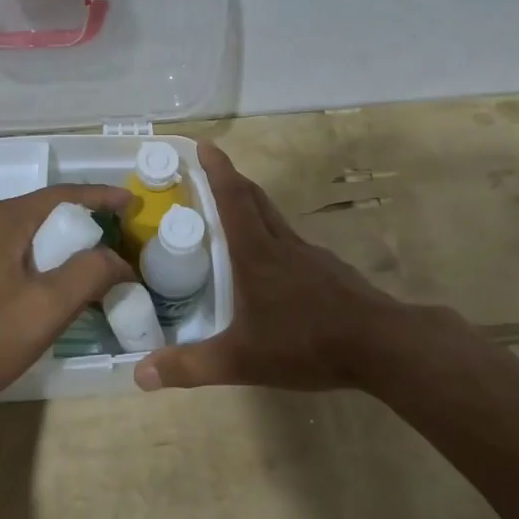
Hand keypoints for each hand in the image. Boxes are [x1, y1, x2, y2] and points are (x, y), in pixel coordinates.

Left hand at [0, 185, 134, 418]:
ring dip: (54, 244)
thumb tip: (118, 260)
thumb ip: (91, 272)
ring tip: (82, 263)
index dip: (101, 196)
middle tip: (112, 238)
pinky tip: (41, 286)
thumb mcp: (50, 305)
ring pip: (19, 235)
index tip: (130, 204)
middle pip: (40, 212)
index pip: (62, 194)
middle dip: (79, 222)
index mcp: (1, 220)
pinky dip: (30, 260)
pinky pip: (1, 255)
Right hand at [133, 142, 424, 394]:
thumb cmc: (306, 343)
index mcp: (257, 254)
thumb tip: (138, 374)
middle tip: (211, 175)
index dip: (217, 169)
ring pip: (276, 220)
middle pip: (256, 200)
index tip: (203, 145)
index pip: (233, 198)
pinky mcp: (331, 271)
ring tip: (234, 220)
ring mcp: (311, 256)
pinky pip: (294, 244)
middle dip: (232, 181)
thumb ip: (189, 367)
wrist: (380, 344)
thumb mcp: (241, 360)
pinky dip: (275, 239)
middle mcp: (283, 245)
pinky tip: (274, 267)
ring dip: (254, 208)